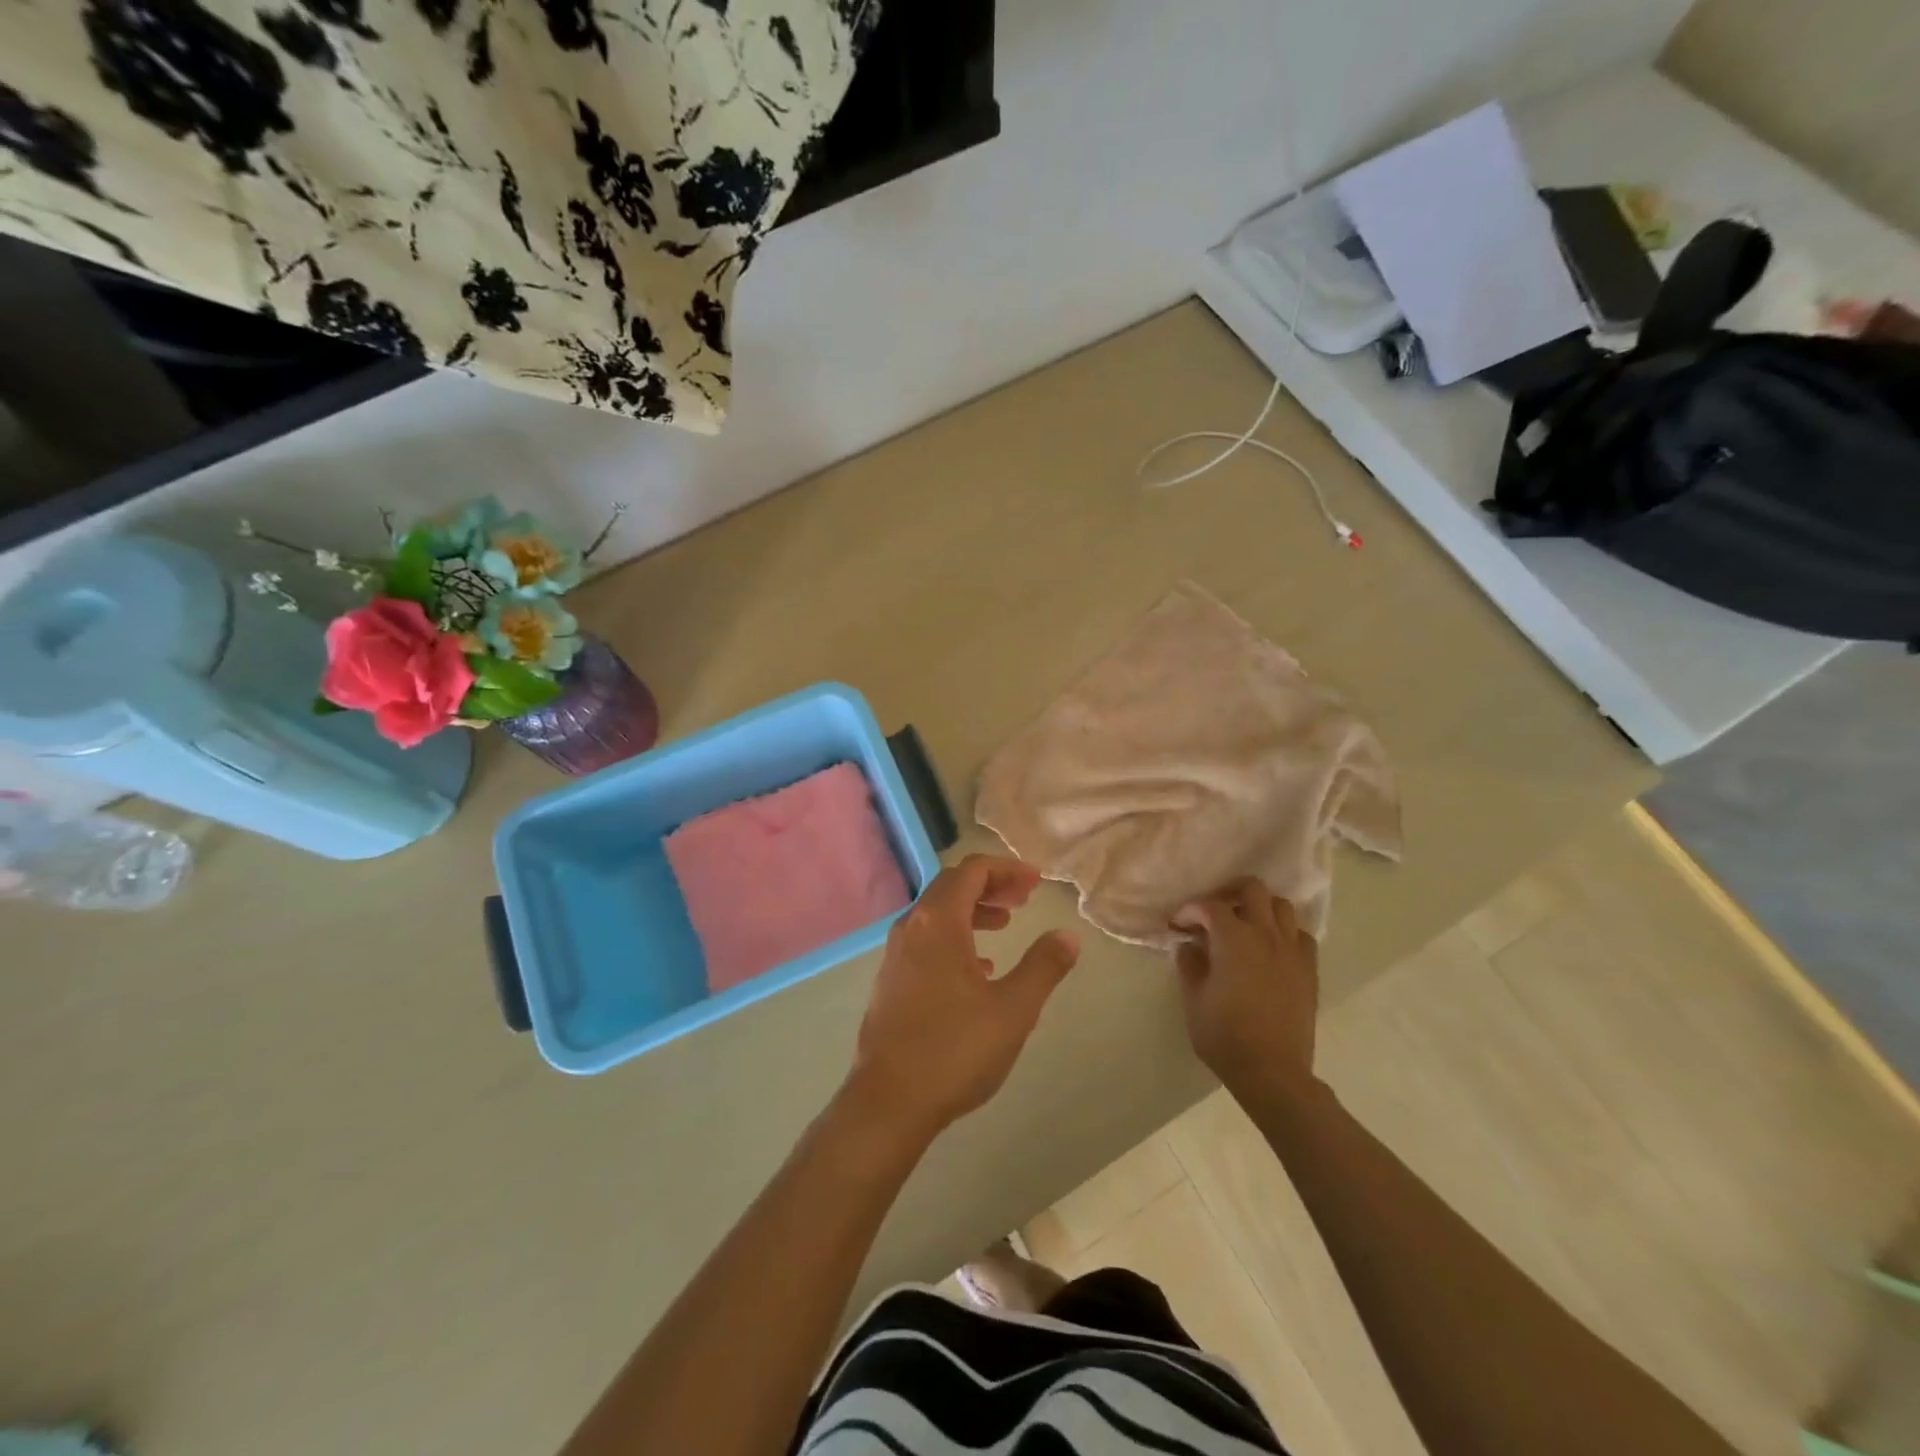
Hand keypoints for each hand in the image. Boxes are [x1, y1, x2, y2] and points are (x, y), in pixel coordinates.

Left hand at [844, 855, 1079, 1141]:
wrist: (888, 1102)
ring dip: (973, 911)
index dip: (1006, 869)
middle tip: (1024, 898)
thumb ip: (1043, 966)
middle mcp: (911, 927)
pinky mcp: (891, 980)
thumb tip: (1068, 936)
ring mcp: (896, 954)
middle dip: (991, 885)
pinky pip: (926, 940)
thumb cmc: (955, 1050)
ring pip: (937, 914)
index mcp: (938, 922)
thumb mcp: (1013, 1009)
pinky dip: (955, 937)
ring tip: (1005, 925)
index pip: (972, 871)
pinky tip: (978, 968)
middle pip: (952, 886)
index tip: (1036, 882)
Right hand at [1174, 878, 1319, 1094]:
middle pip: (1252, 889)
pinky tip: (1271, 950)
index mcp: (1233, 938)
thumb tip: (1189, 944)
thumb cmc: (1224, 1035)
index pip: (1210, 906)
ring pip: (1281, 907)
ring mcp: (1292, 950)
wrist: (1272, 1071)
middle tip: (1214, 913)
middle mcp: (1265, 934)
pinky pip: (1301, 936)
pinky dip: (1285, 934)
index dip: (1190, 910)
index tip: (1179, 925)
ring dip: (1260, 909)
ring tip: (1245, 927)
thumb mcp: (1193, 999)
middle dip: (1230, 893)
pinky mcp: (1309, 969)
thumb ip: (1189, 964)